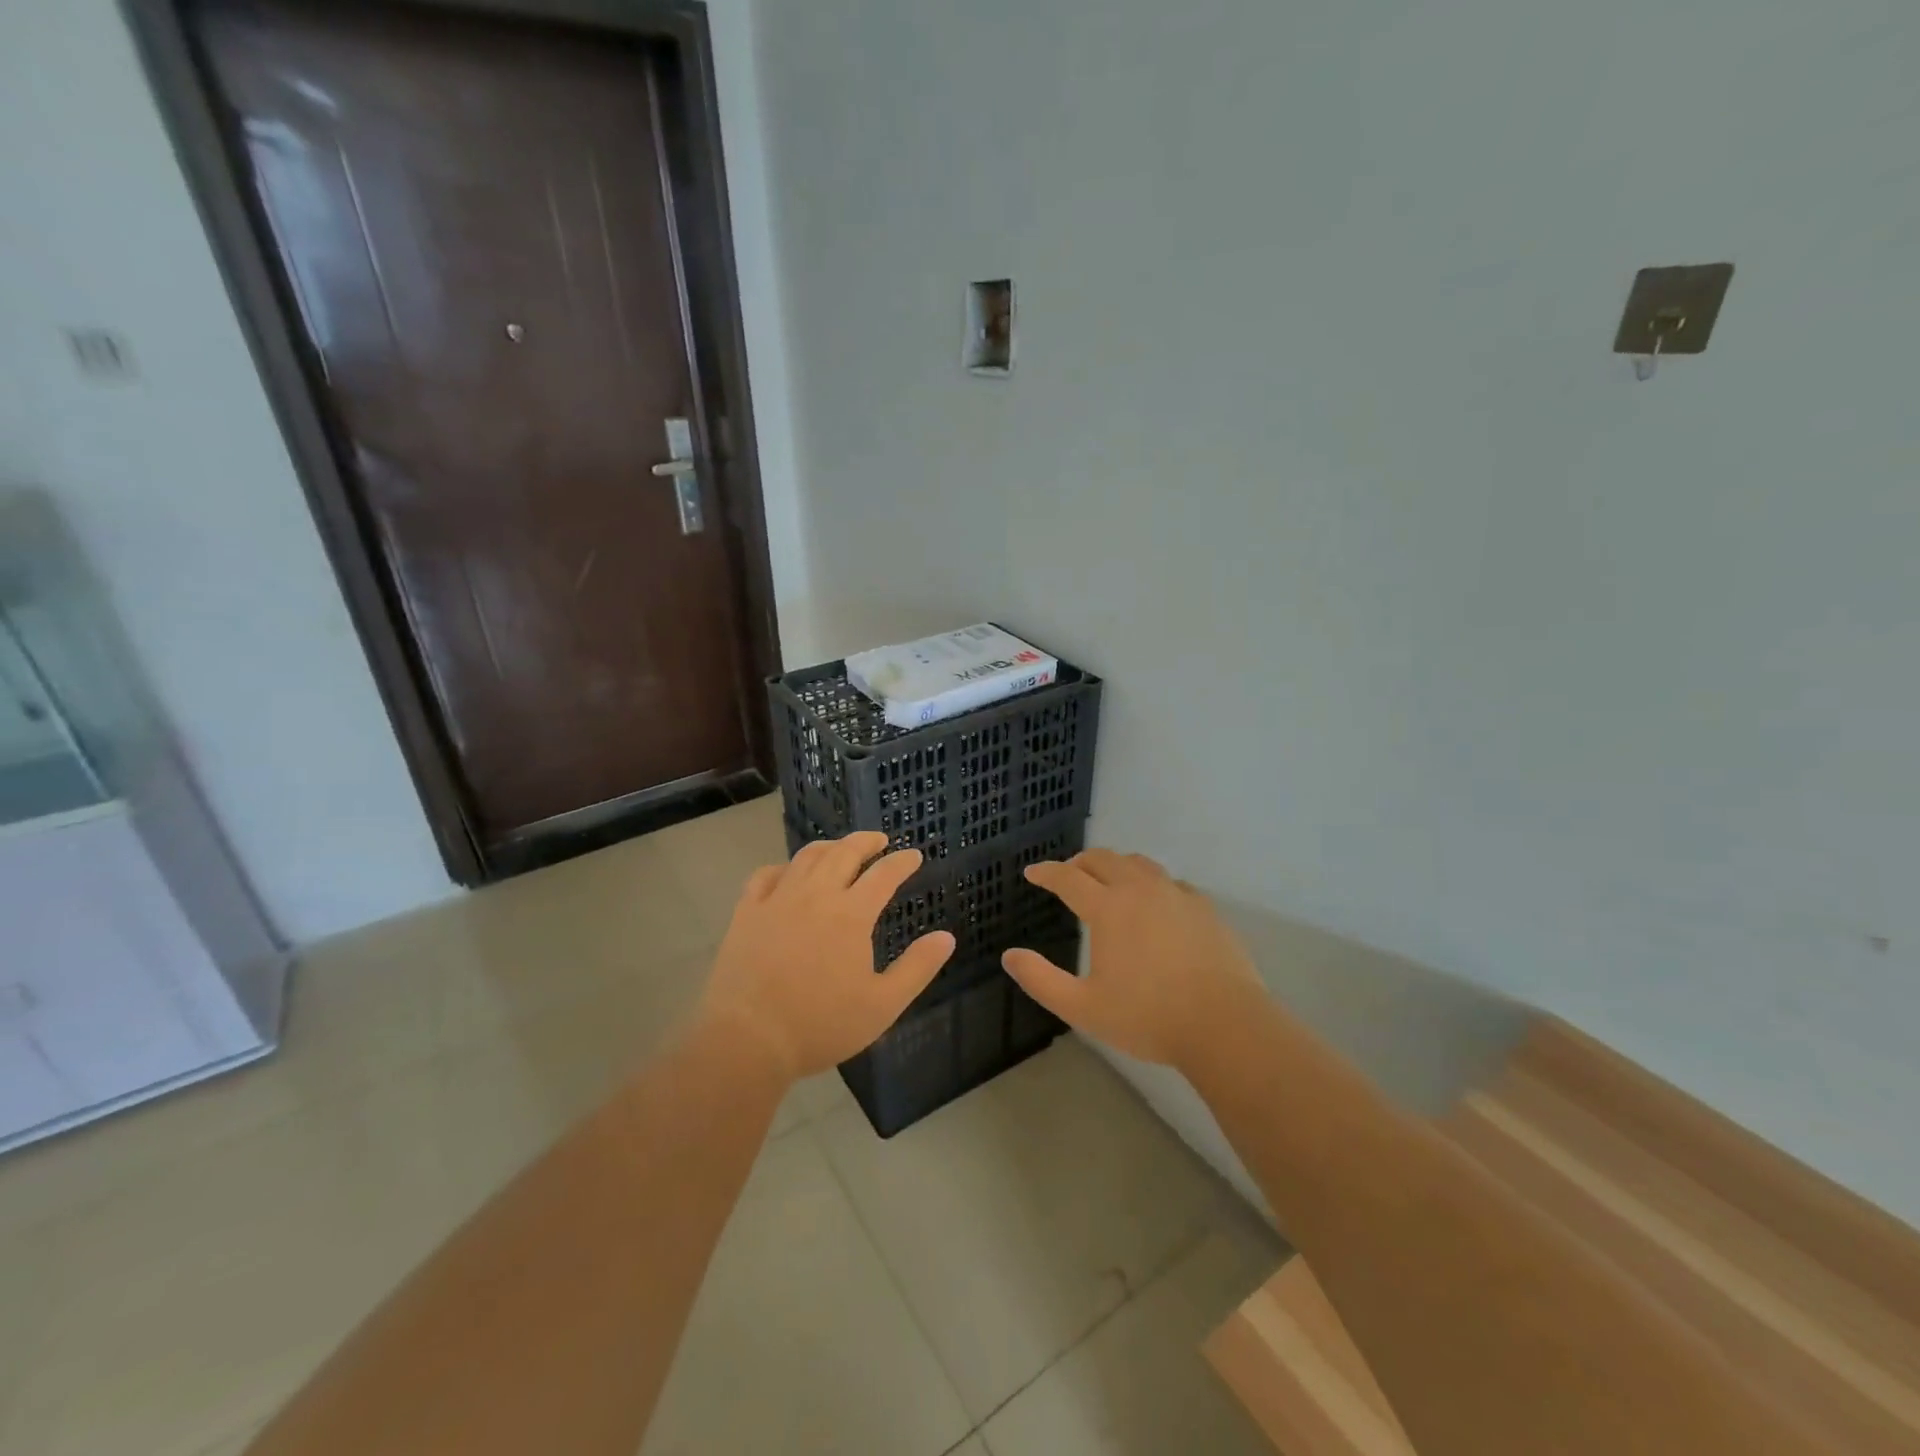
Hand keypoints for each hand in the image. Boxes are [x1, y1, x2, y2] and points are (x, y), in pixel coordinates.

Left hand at [700, 832, 954, 1081]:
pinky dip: (784, 866)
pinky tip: (789, 873)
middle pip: (845, 853)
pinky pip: (766, 875)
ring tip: (840, 848)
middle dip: (866, 842)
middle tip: (880, 840)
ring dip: (829, 847)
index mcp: (851, 914)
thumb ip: (917, 968)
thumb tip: (946, 937)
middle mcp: (816, 895)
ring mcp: (778, 900)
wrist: (748, 1039)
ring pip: (807, 857)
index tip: (914, 856)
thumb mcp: (882, 1005)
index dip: (902, 862)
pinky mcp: (747, 912)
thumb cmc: (821, 1024)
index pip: (884, 874)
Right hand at [1002, 848, 1261, 1069]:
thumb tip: (1009, 956)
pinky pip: (1169, 881)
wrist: (1225, 1024)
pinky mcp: (1204, 907)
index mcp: (1108, 908)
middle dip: (1079, 862)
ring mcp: (1176, 894)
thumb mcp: (1083, 1007)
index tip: (1033, 872)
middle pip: (1104, 859)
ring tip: (1108, 880)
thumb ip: (1041, 980)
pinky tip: (1153, 902)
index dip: (1046, 872)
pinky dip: (1150, 882)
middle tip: (1068, 874)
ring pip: (1138, 863)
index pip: (1068, 878)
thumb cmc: (1148, 1017)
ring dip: (1115, 865)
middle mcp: (1140, 889)